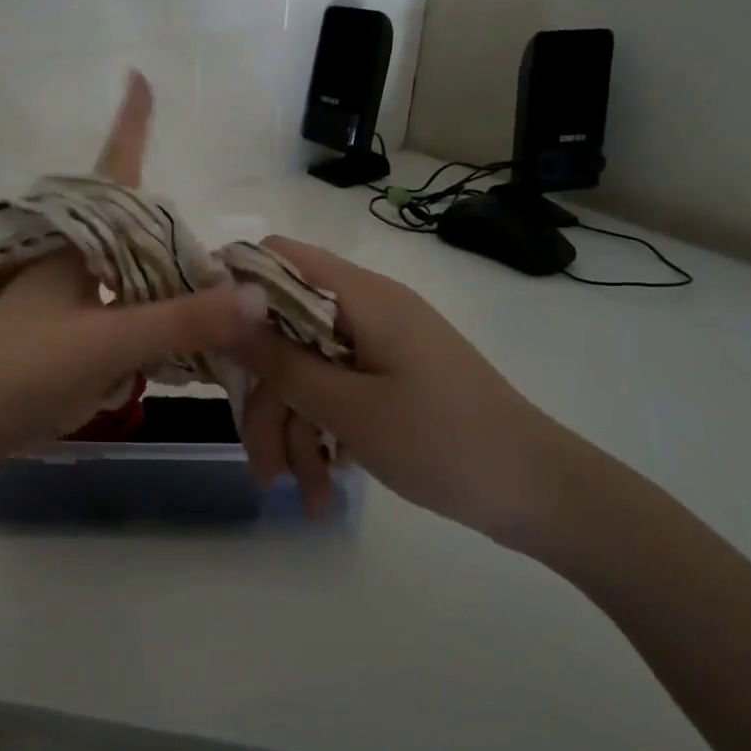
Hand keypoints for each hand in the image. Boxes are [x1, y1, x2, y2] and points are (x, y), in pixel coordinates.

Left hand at [0, 73, 266, 484]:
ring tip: (207, 305)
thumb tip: (256, 297)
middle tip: (219, 258)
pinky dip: (148, 326)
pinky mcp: (62, 335)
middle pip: (133, 231)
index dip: (130, 124)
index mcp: (75, 244)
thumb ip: (181, 321)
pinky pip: (119, 315)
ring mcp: (63, 299)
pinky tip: (169, 350)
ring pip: (129, 278)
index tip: (137, 76)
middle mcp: (70, 261)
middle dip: (172, 233)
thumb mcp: (108, 342)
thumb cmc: (24, 369)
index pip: (113, 170)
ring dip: (165, 288)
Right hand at [233, 237, 590, 548]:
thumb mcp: (347, 407)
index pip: (277, 256)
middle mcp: (366, 309)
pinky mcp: (390, 377)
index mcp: (360, 296)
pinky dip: (324, 433)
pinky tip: (323, 488)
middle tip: (262, 463)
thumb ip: (279, 359)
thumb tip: (220, 308)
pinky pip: (336, 391)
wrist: (543, 494)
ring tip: (297, 494)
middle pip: (285, 330)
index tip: (207, 338)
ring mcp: (379, 345)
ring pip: (307, 371)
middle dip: (267, 398)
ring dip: (294, 430)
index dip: (234, 287)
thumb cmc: (443, 442)